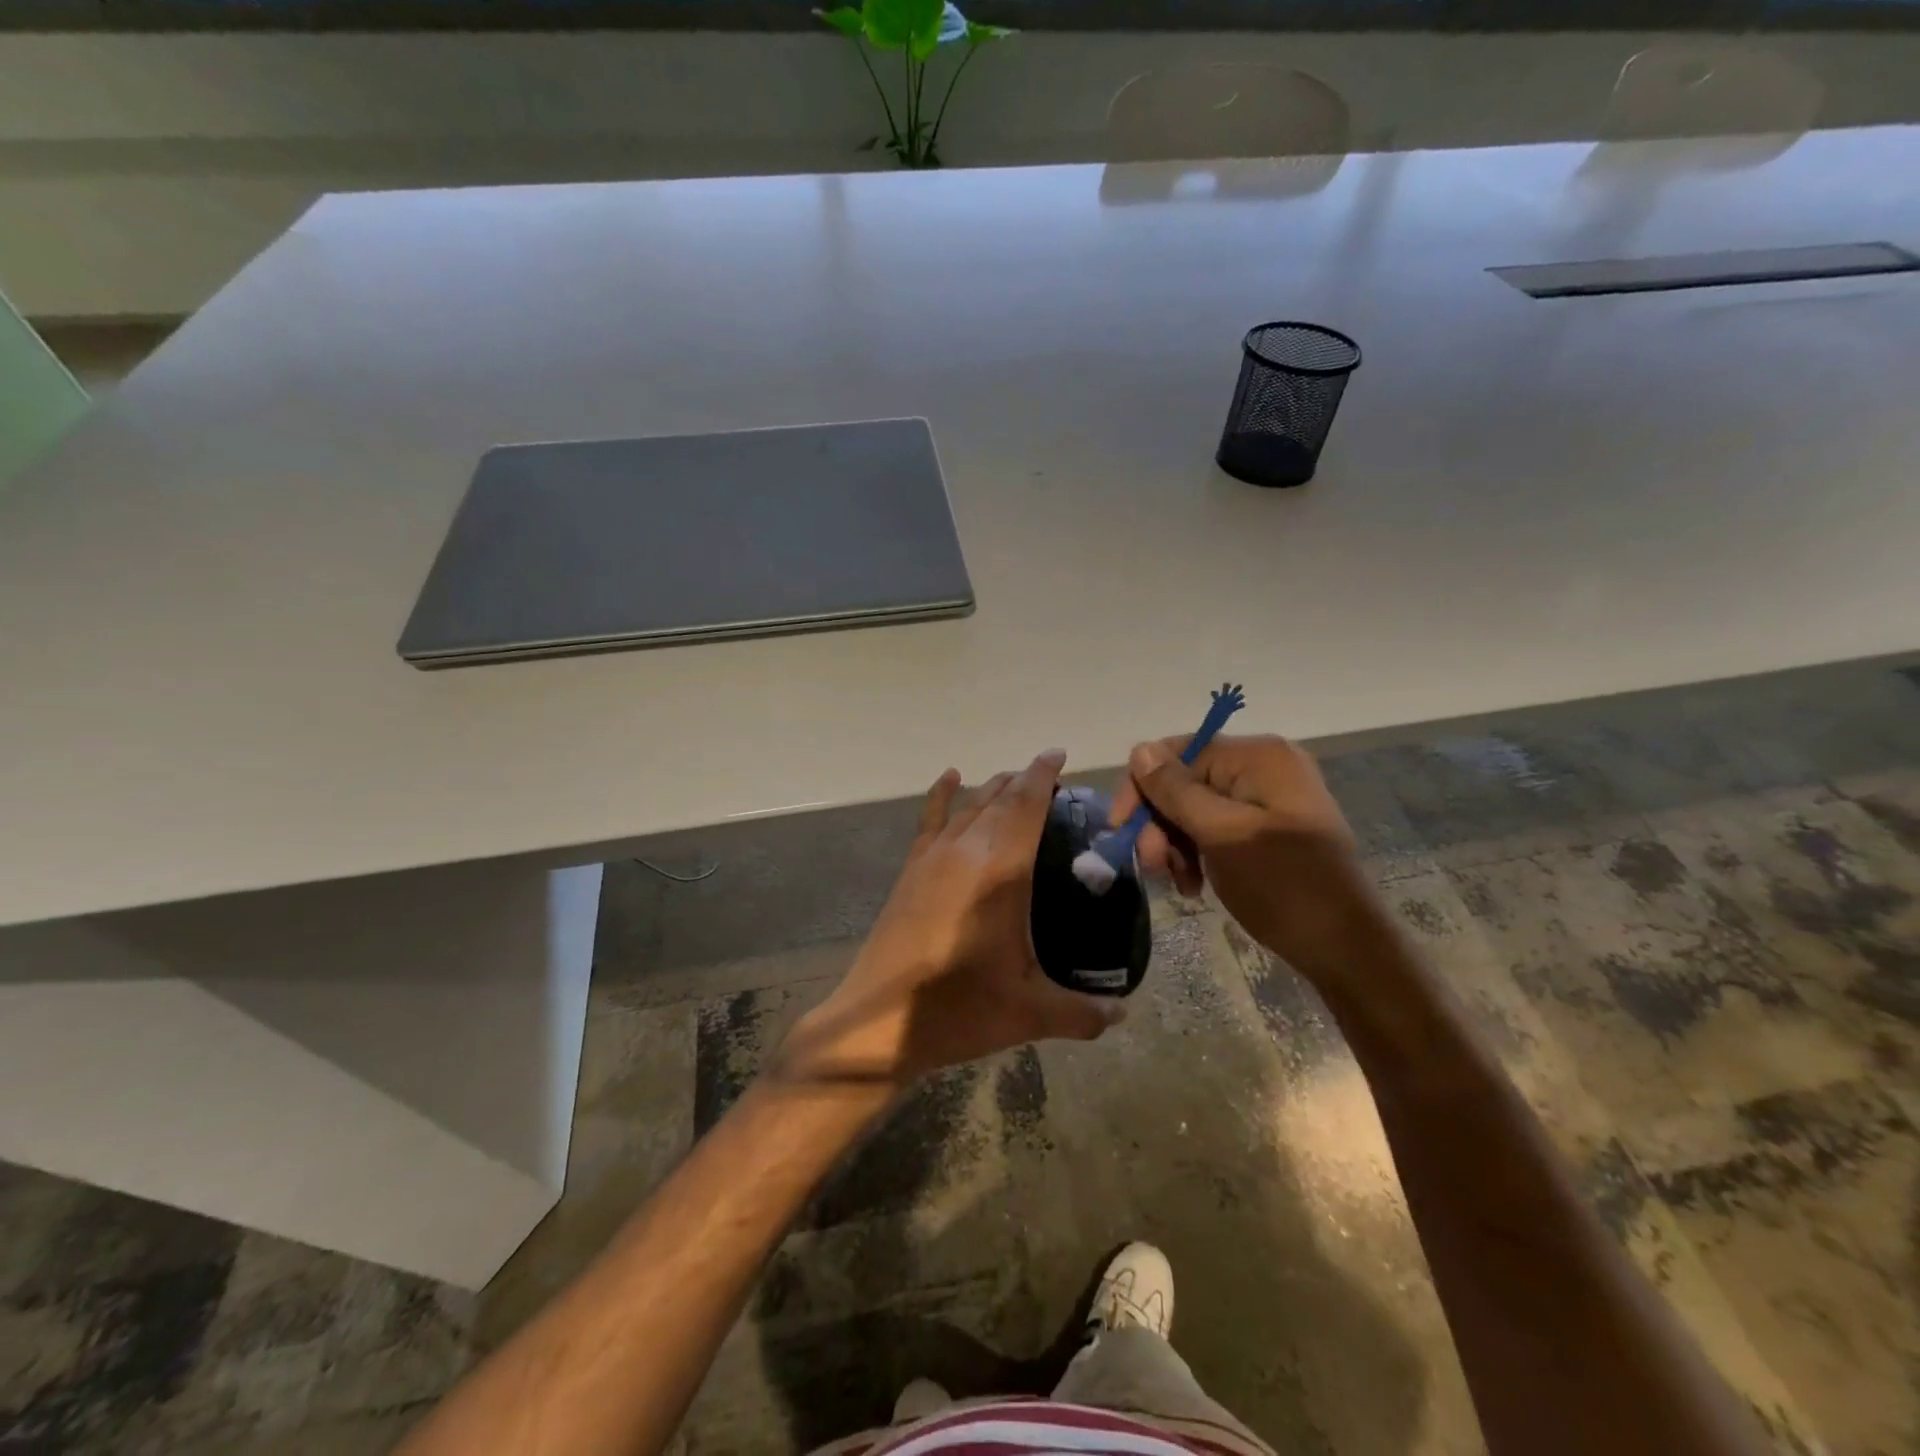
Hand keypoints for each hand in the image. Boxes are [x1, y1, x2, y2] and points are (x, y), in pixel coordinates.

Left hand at [779, 750, 1124, 1094]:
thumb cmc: (959, 1009)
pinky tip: (950, 777)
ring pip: (969, 805)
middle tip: (1049, 778)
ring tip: (1014, 782)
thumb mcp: (1030, 1013)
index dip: (1043, 776)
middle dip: (1024, 780)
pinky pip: (930, 819)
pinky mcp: (911, 870)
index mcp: (1001, 872)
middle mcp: (967, 851)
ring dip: (993, 788)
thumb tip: (1124, 1013)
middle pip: (999, 799)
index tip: (1058, 755)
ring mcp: (933, 857)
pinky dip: (941, 794)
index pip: (1027, 806)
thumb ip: (1083, 1012)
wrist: (880, 1023)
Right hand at [1110, 733, 1381, 984]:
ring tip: (1177, 882)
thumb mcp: (1222, 835)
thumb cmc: (1284, 885)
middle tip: (1153, 867)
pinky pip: (1215, 827)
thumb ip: (1176, 791)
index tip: (1121, 831)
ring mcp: (1267, 798)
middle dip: (1160, 823)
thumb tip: (1139, 750)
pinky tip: (1194, 884)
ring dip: (1174, 843)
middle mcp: (1263, 766)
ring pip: (1194, 808)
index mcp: (1257, 756)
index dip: (1143, 788)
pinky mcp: (1267, 828)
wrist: (1346, 947)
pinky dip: (1196, 852)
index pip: (1178, 753)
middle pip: (1184, 781)